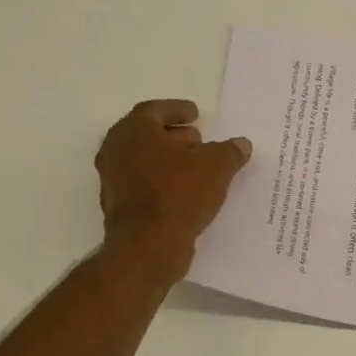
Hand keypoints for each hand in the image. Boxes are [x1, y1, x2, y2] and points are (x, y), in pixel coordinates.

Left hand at [96, 99, 251, 278]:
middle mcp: (116, 151)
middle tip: (198, 140)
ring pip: (144, 162)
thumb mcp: (216, 167)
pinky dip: (163, 183)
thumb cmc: (179, 193)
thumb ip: (229, 152)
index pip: (155, 110)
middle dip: (174, 136)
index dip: (177, 110)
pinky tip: (186, 193)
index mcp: (134, 131)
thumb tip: (241, 144)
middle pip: (146, 135)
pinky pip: (144, 185)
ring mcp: (113, 180)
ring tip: (197, 168)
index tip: (196, 113)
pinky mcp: (119, 207)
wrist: (148, 245)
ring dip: (169, 161)